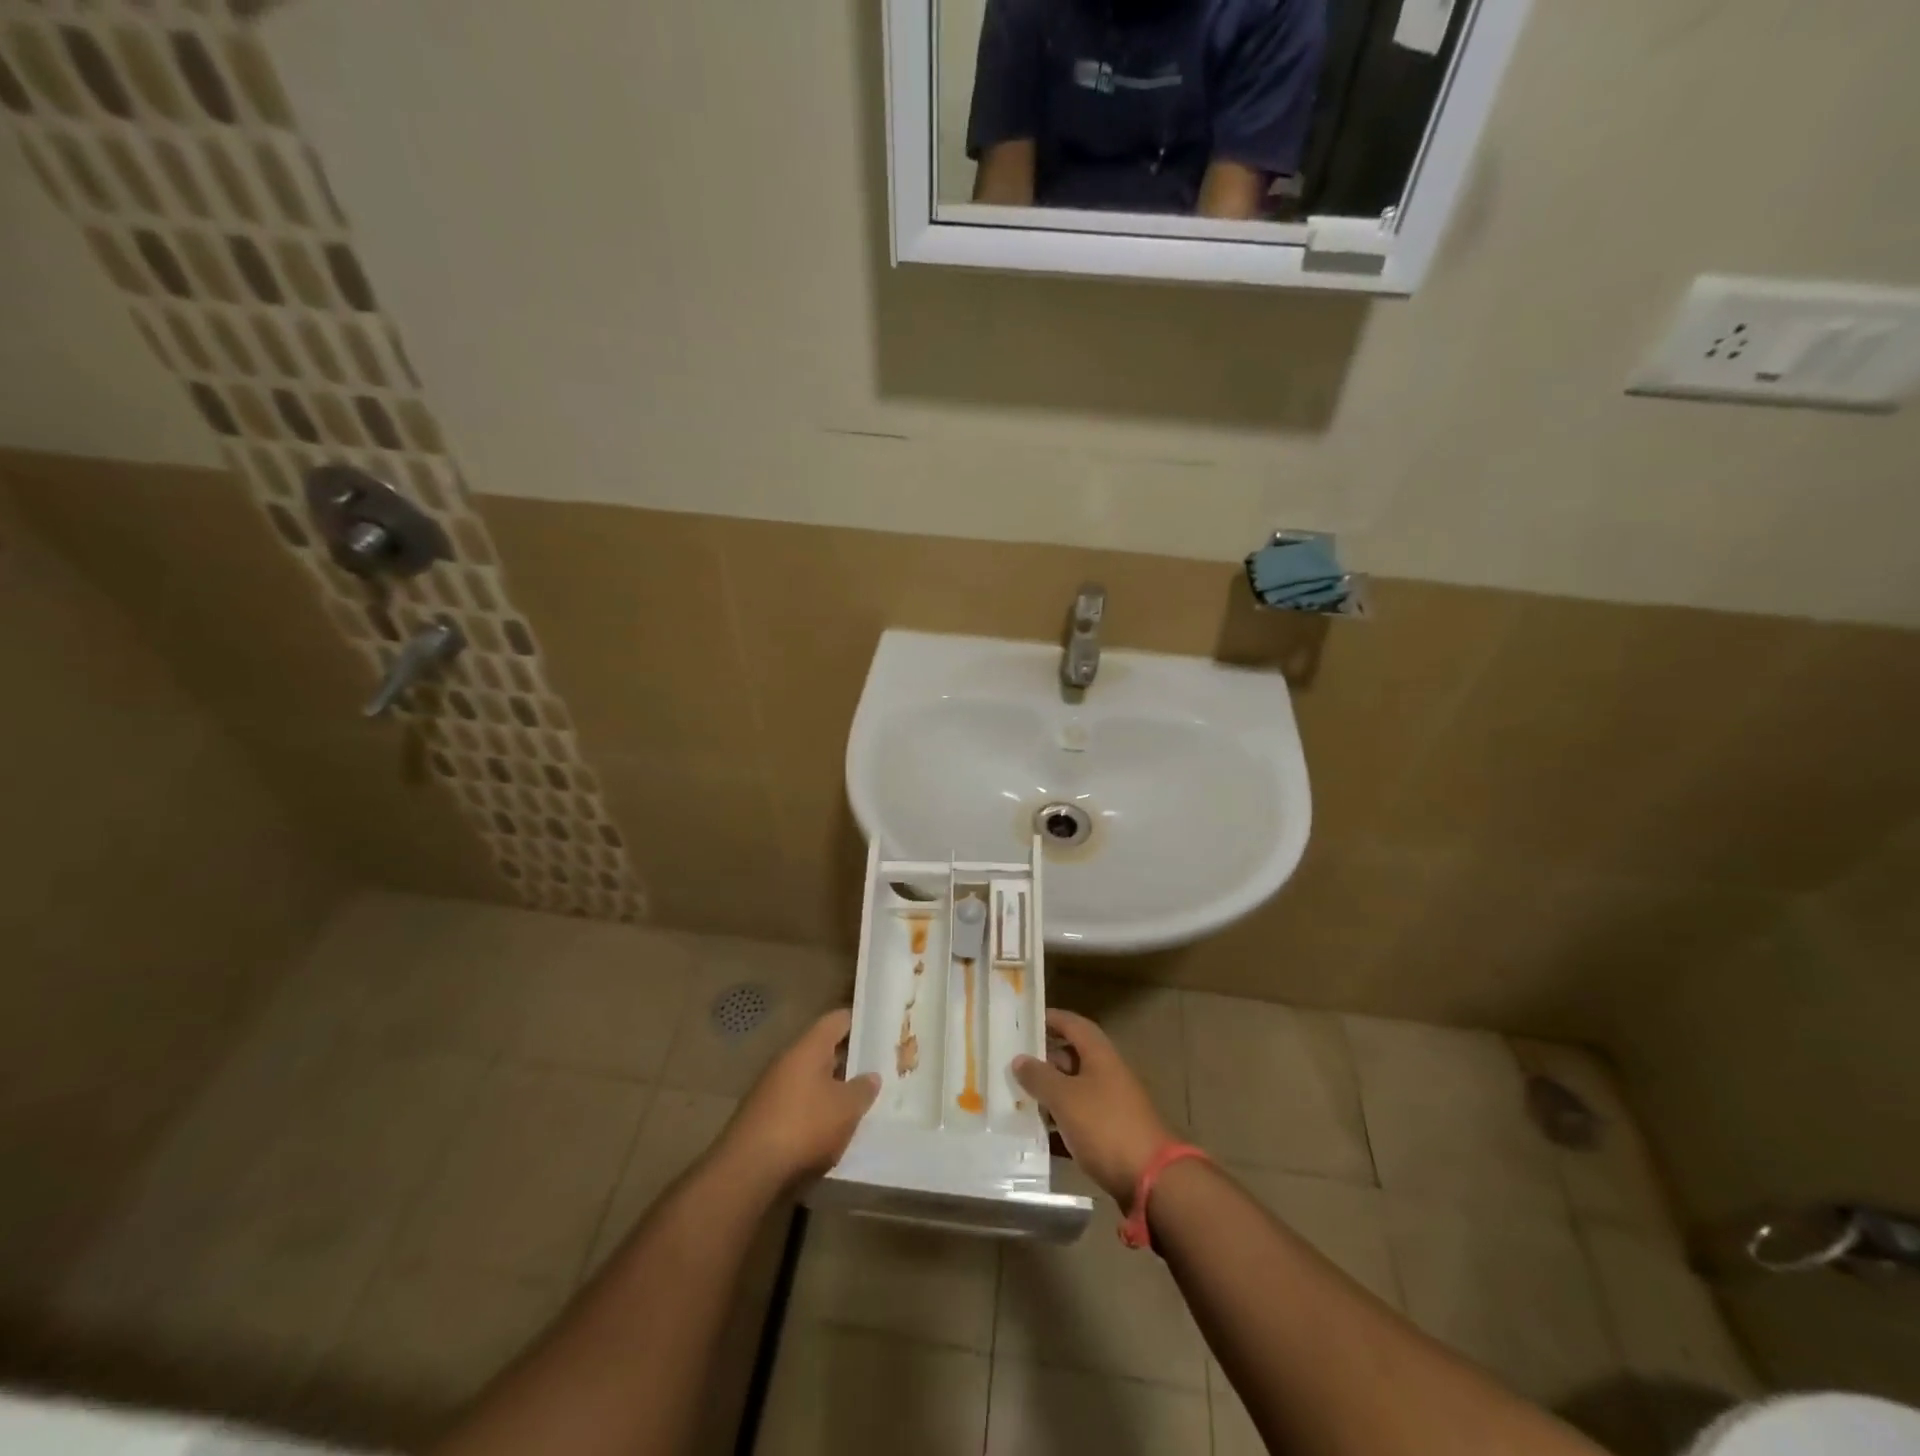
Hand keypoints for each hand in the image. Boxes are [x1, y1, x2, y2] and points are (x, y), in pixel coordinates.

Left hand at [717, 1009, 879, 1193]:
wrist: (747, 1171)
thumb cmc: (804, 1126)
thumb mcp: (846, 1108)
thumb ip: (863, 1089)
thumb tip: (871, 1076)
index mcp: (808, 1047)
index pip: (837, 1020)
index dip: (860, 1022)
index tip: (879, 1032)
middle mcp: (787, 1060)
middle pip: (822, 1050)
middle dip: (848, 1061)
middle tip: (876, 1071)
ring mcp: (770, 1088)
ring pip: (809, 1079)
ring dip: (830, 1089)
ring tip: (857, 1104)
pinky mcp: (762, 1116)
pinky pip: (796, 1103)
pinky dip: (813, 1111)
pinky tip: (828, 1131)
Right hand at [1013, 1009, 1174, 1205]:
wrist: (1151, 1179)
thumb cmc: (1105, 1126)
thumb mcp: (1065, 1099)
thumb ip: (1040, 1077)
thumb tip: (1019, 1059)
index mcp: (1100, 1055)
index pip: (1073, 1024)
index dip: (1051, 1019)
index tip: (1025, 1020)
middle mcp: (1108, 1073)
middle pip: (1073, 1057)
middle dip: (1045, 1059)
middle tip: (1014, 1064)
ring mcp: (1112, 1104)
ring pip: (1075, 1089)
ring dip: (1050, 1092)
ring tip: (1018, 1096)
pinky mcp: (1112, 1133)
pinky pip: (1080, 1117)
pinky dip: (1061, 1119)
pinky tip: (1039, 1130)